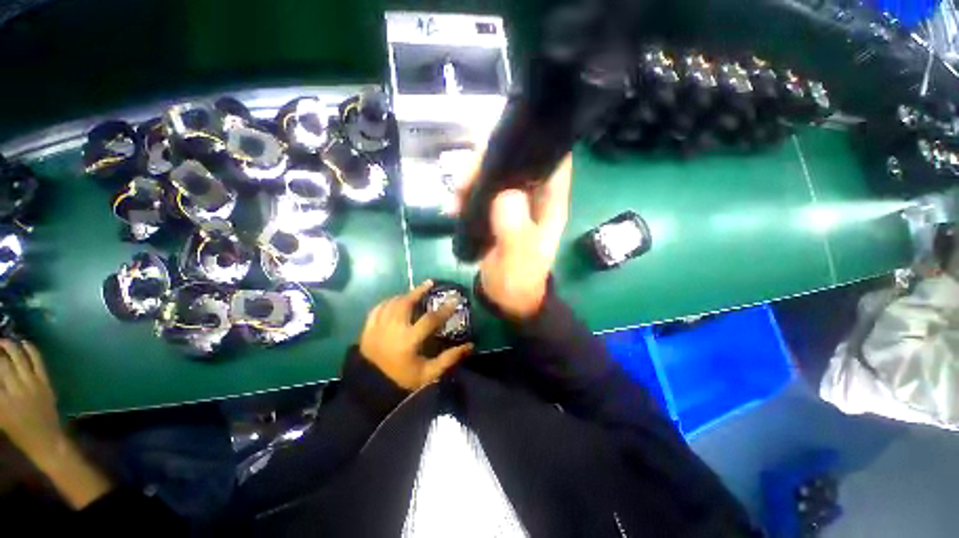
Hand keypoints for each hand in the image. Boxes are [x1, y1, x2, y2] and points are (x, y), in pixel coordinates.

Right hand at [0, 340, 65, 462]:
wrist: (46, 441)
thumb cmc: (19, 432)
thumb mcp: (0, 416)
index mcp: (1, 403)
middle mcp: (15, 391)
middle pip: (1, 364)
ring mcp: (32, 385)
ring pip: (18, 357)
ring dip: (9, 345)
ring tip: (2, 341)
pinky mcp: (46, 383)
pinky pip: (37, 361)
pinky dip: (30, 348)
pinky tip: (24, 342)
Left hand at [359, 281, 473, 389]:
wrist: (371, 389)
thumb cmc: (402, 382)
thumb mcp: (429, 374)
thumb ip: (449, 359)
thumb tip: (470, 345)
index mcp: (408, 341)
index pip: (430, 319)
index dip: (444, 309)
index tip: (454, 300)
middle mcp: (392, 330)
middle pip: (405, 303)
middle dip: (419, 291)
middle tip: (429, 283)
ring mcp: (377, 328)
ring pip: (391, 303)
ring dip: (404, 295)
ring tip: (414, 291)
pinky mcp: (367, 329)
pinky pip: (377, 308)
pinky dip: (387, 302)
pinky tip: (394, 301)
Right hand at [455, 152, 573, 318]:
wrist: (507, 297)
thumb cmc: (518, 280)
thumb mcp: (518, 259)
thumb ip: (515, 229)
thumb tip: (505, 194)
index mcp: (549, 203)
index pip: (549, 159)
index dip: (529, 145)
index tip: (499, 146)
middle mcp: (533, 196)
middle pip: (515, 161)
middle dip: (487, 163)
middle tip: (462, 183)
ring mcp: (514, 202)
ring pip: (495, 174)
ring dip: (472, 179)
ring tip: (455, 200)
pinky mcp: (497, 210)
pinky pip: (481, 191)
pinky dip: (467, 193)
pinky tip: (453, 207)